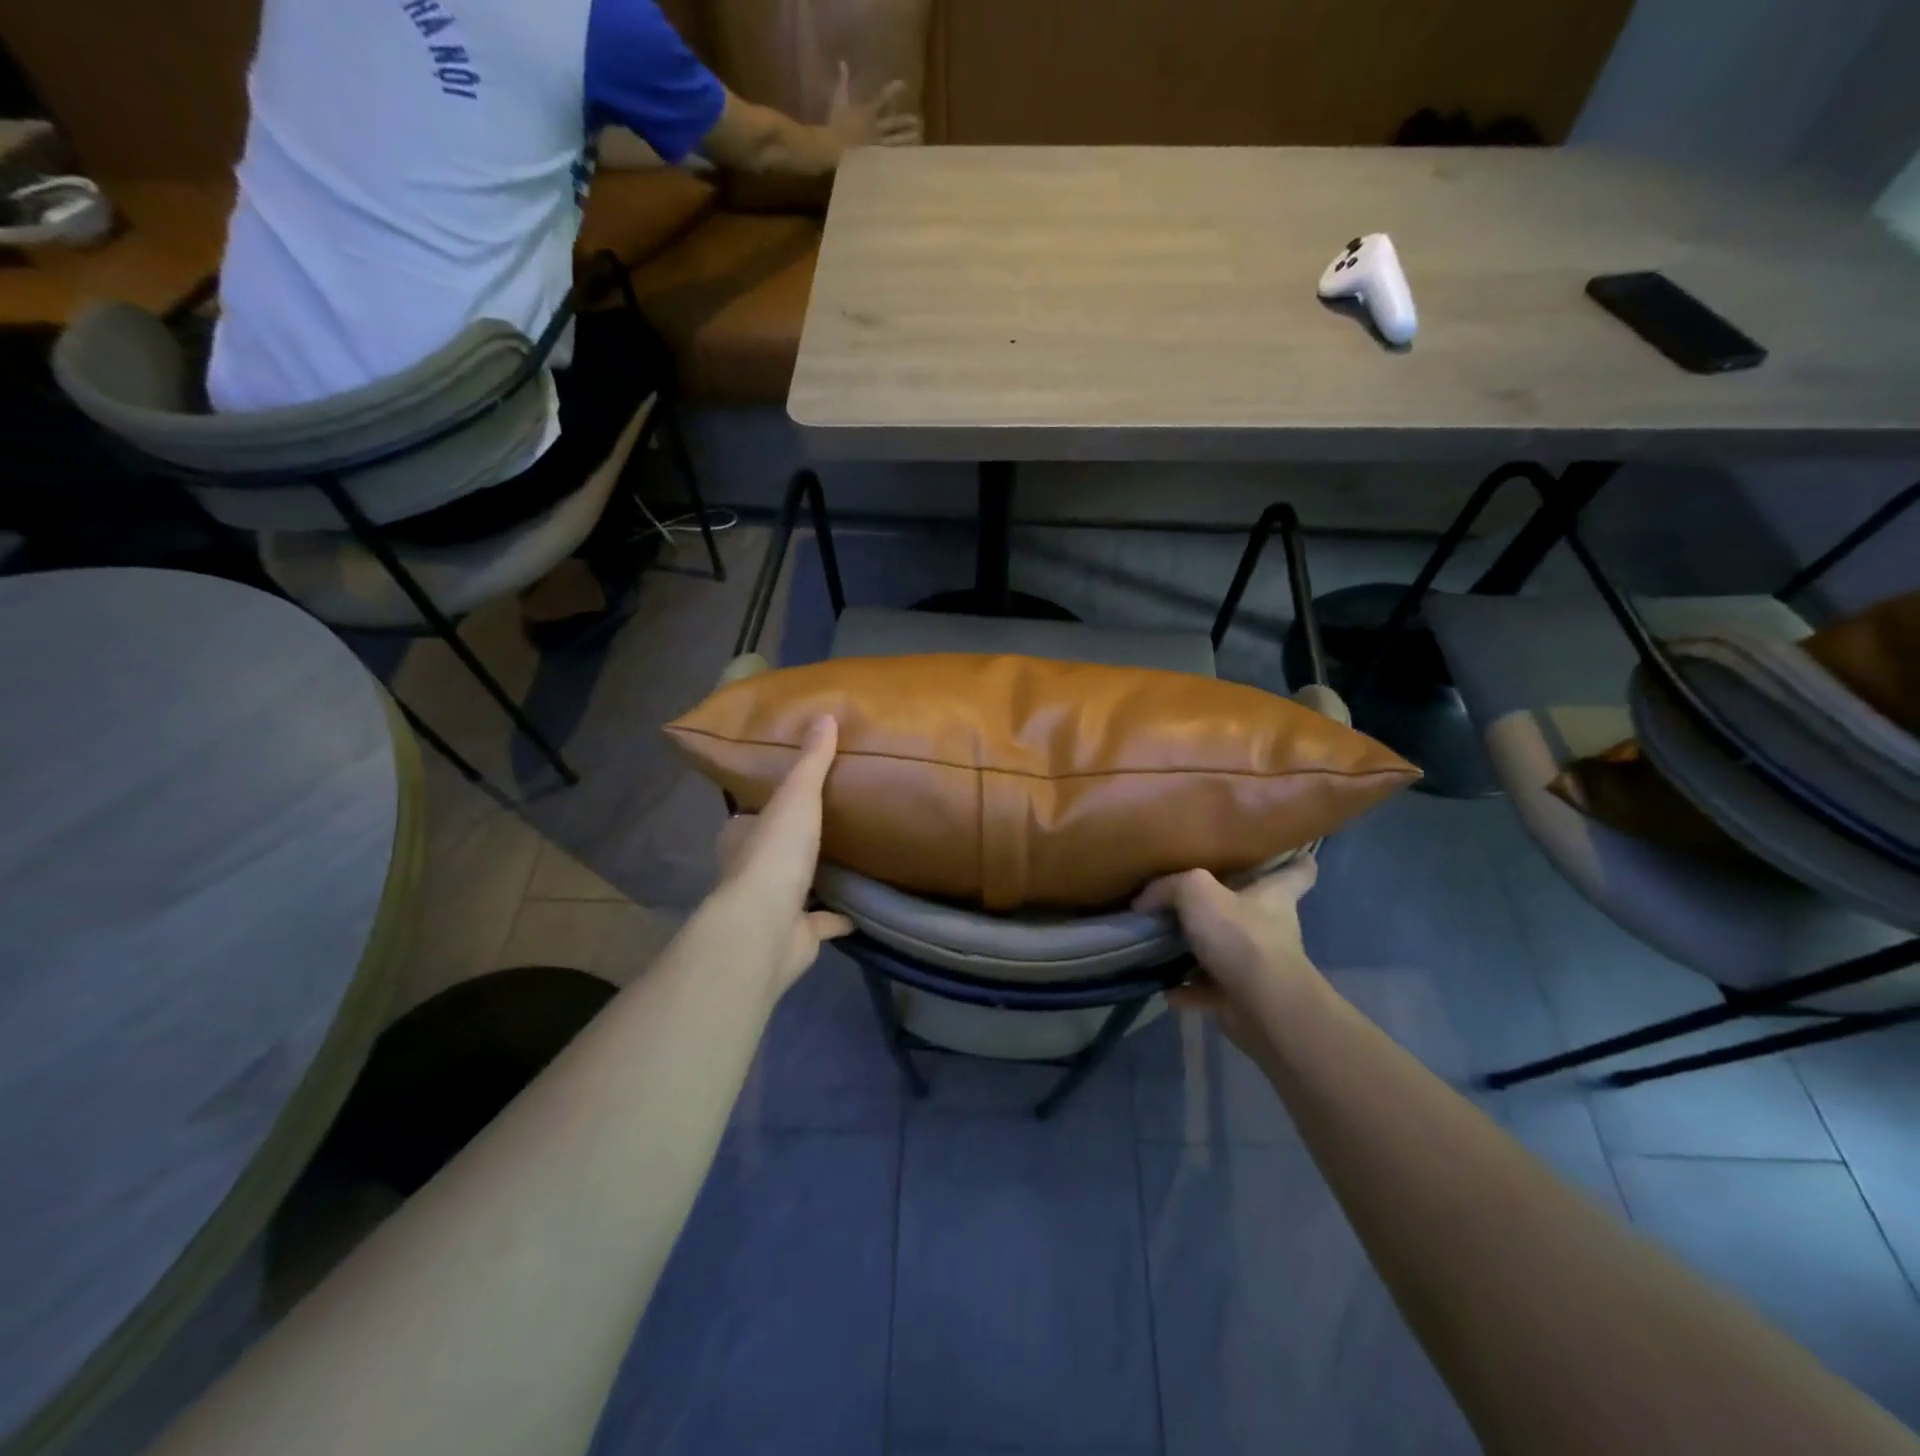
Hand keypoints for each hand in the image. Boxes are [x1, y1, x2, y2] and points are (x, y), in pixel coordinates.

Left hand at [713, 717, 853, 992]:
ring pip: (796, 887)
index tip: (794, 793)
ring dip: (814, 878)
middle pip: (773, 851)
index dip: (767, 805)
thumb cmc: (775, 855)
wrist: (766, 927)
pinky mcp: (795, 935)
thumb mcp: (797, 796)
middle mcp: (750, 872)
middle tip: (828, 824)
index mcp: (742, 837)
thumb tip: (825, 714)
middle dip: (793, 841)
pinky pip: (822, 922)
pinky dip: (838, 917)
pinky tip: (861, 909)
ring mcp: (772, 907)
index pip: (750, 816)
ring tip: (848, 859)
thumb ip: (812, 761)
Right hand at [826, 62, 922, 148]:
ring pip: (894, 141)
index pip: (882, 99)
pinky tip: (908, 156)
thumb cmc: (835, 124)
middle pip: (893, 124)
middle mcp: (875, 128)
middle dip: (905, 121)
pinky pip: (889, 156)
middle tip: (917, 120)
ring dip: (906, 139)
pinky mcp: (875, 159)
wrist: (833, 148)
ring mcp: (876, 145)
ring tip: (917, 137)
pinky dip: (899, 155)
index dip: (893, 91)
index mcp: (867, 113)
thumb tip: (843, 63)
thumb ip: (843, 81)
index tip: (903, 84)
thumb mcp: (838, 100)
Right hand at [1133, 857, 1323, 1053]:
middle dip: (1230, 905)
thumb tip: (1144, 900)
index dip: (1293, 860)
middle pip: (1256, 909)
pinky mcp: (1244, 997)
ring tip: (1167, 944)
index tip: (1283, 853)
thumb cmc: (1241, 936)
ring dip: (1202, 950)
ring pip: (1229, 950)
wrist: (1262, 1006)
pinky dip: (1189, 990)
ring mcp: (1260, 966)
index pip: (1297, 871)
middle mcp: (1272, 928)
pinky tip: (1166, 988)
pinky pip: (1211, 989)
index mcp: (1274, 896)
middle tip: (1196, 896)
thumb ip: (1168, 887)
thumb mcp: (1196, 891)